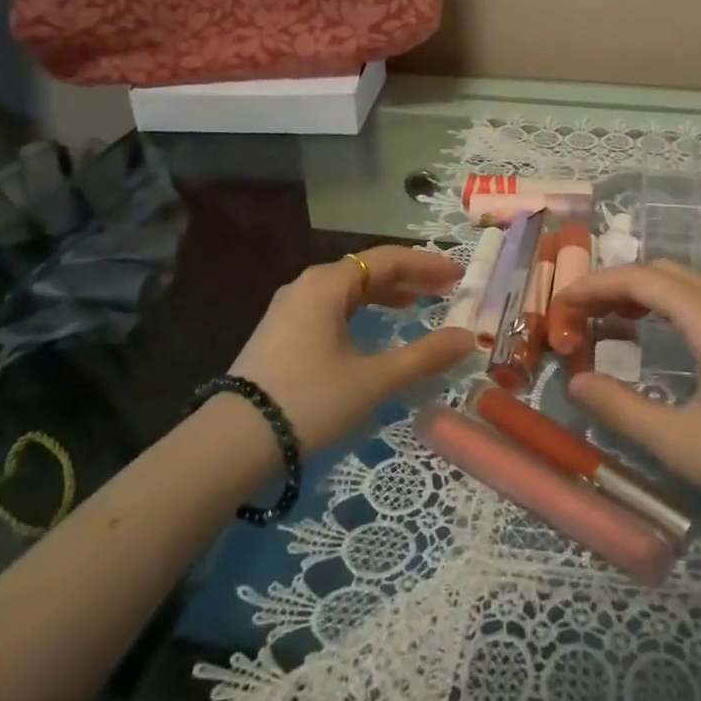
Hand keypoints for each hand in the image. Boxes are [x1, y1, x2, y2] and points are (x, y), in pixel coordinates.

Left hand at [229, 246, 475, 453]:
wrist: (233, 442)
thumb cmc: (310, 400)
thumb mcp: (373, 380)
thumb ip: (423, 356)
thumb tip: (468, 338)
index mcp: (327, 284)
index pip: (388, 259)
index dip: (427, 265)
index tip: (459, 275)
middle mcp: (307, 285)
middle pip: (367, 270)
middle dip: (409, 278)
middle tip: (446, 290)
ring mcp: (289, 308)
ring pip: (348, 289)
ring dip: (385, 294)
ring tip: (416, 305)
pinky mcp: (280, 331)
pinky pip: (331, 307)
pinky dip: (361, 310)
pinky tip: (373, 327)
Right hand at [546, 260, 700, 522]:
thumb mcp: (678, 442)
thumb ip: (619, 409)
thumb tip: (575, 381)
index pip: (639, 279)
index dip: (593, 285)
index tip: (559, 304)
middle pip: (661, 273)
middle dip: (614, 285)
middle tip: (578, 314)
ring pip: (685, 285)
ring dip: (642, 294)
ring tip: (607, 322)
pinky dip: (668, 307)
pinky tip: (658, 338)